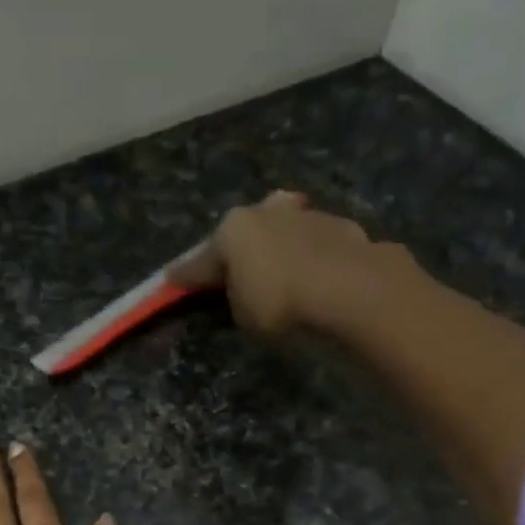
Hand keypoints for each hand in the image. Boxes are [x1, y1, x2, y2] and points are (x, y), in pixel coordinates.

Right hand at [168, 191, 423, 336]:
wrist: (353, 293)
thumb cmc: (280, 303)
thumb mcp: (242, 313)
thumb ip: (234, 296)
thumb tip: (238, 289)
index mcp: (236, 227)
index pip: (203, 256)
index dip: (187, 274)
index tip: (171, 280)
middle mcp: (272, 212)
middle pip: (250, 232)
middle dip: (243, 247)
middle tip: (239, 269)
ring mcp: (314, 217)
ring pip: (290, 232)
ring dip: (285, 249)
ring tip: (287, 274)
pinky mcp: (351, 231)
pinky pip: (323, 249)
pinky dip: (318, 261)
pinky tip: (323, 277)